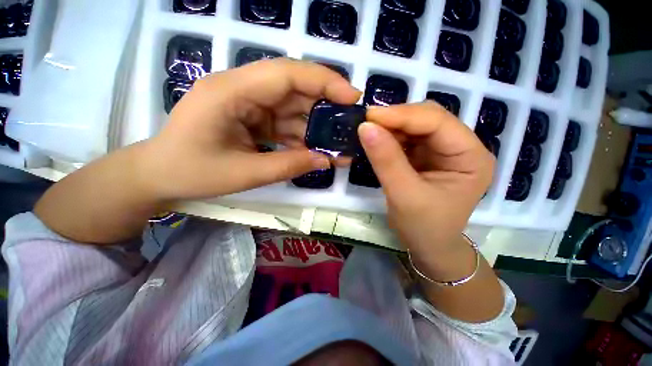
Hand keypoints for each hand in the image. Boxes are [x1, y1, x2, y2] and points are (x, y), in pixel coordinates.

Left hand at [142, 58, 360, 199]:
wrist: (160, 175)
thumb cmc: (192, 172)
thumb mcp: (244, 174)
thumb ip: (288, 166)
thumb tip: (326, 160)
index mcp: (231, 92)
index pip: (286, 74)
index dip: (324, 81)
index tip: (352, 96)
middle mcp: (242, 89)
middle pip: (293, 88)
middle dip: (324, 106)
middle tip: (348, 125)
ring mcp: (248, 103)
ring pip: (292, 108)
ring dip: (314, 126)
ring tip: (335, 145)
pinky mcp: (252, 118)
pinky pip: (284, 123)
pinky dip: (301, 136)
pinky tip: (313, 151)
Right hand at [360, 102, 493, 267]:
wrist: (428, 246)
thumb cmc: (424, 227)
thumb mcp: (404, 195)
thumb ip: (386, 160)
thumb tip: (365, 127)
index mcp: (471, 157)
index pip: (438, 122)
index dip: (402, 115)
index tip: (369, 117)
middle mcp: (461, 147)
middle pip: (428, 118)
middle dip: (396, 119)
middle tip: (367, 124)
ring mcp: (443, 151)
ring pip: (416, 126)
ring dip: (391, 127)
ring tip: (370, 133)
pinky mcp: (427, 156)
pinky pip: (407, 138)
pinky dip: (390, 137)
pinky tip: (378, 142)